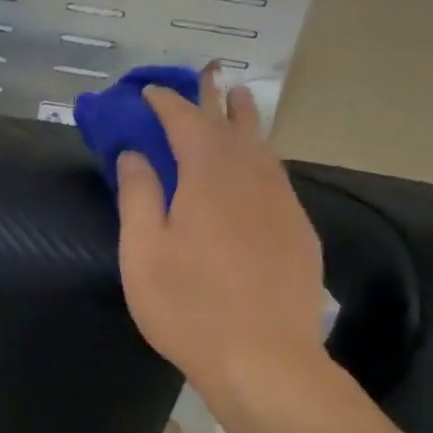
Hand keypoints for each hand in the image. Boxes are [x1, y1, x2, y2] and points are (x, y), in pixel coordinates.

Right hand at [115, 83, 327, 407]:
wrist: (264, 358)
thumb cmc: (188, 307)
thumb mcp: (143, 253)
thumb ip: (138, 196)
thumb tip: (135, 152)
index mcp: (208, 179)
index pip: (187, 123)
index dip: (167, 103)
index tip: (149, 90)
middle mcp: (251, 180)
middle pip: (232, 126)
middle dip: (214, 98)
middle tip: (207, 73)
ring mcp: (281, 205)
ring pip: (263, 148)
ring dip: (247, 120)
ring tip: (240, 99)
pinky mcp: (297, 231)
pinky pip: (277, 177)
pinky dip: (262, 157)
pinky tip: (259, 166)